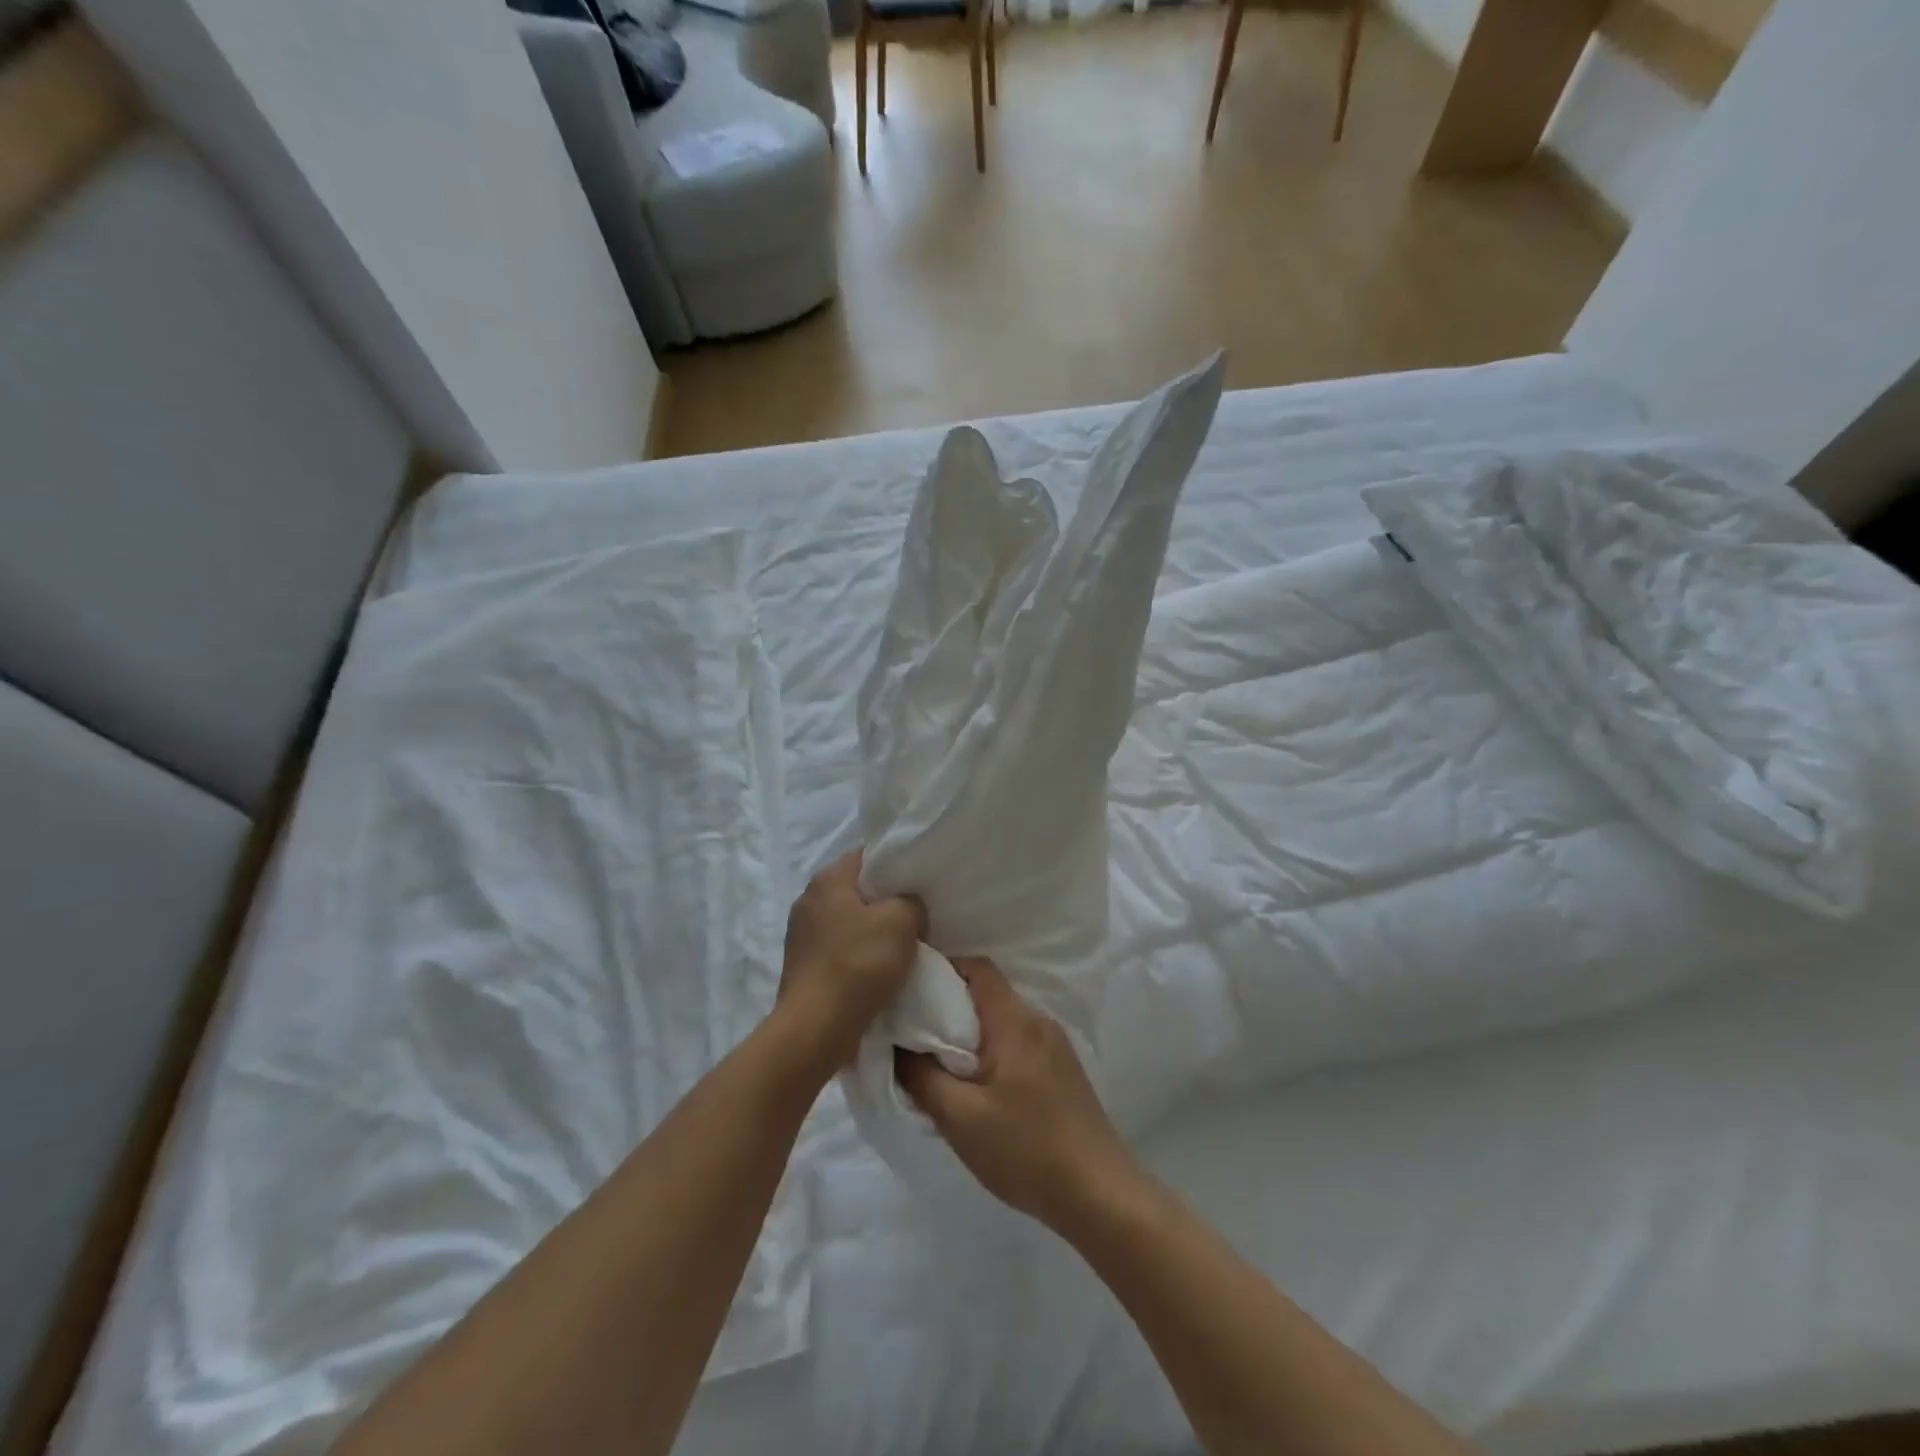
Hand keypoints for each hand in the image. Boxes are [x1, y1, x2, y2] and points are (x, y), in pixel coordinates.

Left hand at [777, 851, 924, 1072]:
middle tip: (916, 915)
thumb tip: (907, 907)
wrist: (816, 1028)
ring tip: (901, 946)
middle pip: (857, 891)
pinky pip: (840, 949)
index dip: (894, 865)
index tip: (917, 882)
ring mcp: (801, 935)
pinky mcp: (803, 965)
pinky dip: (859, 955)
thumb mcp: (901, 922)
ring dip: (873, 932)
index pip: (865, 856)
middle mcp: (808, 900)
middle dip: (885, 902)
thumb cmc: (859, 964)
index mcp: (827, 880)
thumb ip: (910, 902)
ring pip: (849, 922)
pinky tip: (879, 970)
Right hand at [896, 957, 1141, 1234]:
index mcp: (1014, 1021)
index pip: (977, 967)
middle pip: (988, 994)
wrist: (1099, 1193)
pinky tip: (978, 1090)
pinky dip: (992, 1053)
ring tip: (940, 1067)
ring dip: (970, 1035)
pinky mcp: (1063, 1071)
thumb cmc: (1025, 1149)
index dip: (943, 969)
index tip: (912, 991)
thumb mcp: (960, 1118)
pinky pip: (1018, 1044)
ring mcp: (1055, 1046)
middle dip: (949, 1007)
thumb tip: (898, 1046)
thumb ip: (921, 1077)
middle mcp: (1038, 1021)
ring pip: (1002, 1022)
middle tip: (916, 1034)